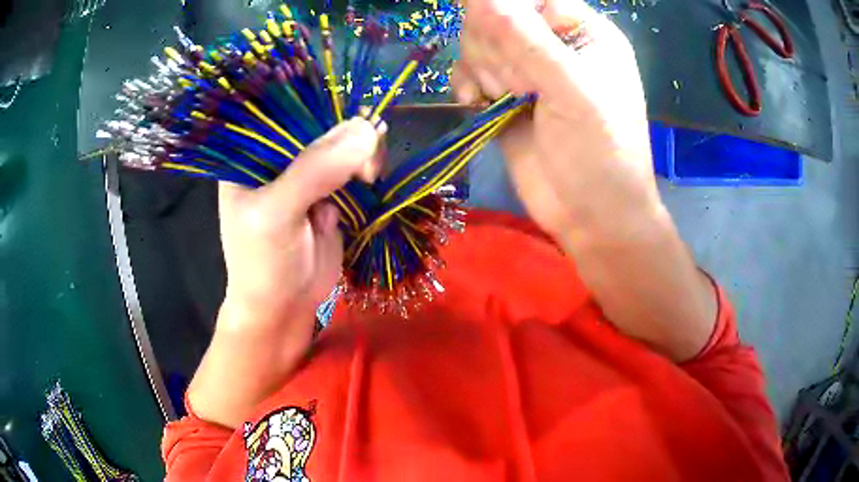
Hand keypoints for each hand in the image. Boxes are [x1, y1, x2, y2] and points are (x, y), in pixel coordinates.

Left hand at [217, 117, 381, 329]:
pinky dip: (368, 170)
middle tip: (366, 163)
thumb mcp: (278, 215)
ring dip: (362, 154)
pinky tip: (373, 178)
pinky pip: (353, 168)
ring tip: (369, 177)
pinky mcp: (330, 193)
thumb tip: (367, 130)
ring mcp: (305, 175)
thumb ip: (314, 171)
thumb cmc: (263, 264)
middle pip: (319, 125)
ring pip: (341, 145)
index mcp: (251, 154)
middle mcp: (277, 158)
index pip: (284, 111)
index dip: (318, 105)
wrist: (283, 310)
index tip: (350, 117)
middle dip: (347, 135)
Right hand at [453, 0, 660, 245]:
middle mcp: (554, 44)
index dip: (508, 11)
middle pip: (499, 14)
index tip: (500, 38)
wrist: (592, 219)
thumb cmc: (601, 153)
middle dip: (498, 48)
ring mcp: (527, 70)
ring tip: (510, 99)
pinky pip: (468, 70)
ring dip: (484, 68)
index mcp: (584, 33)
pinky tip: (478, 103)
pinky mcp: (504, 96)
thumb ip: (525, 41)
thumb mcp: (572, 92)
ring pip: (479, 41)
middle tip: (520, 85)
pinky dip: (467, 84)